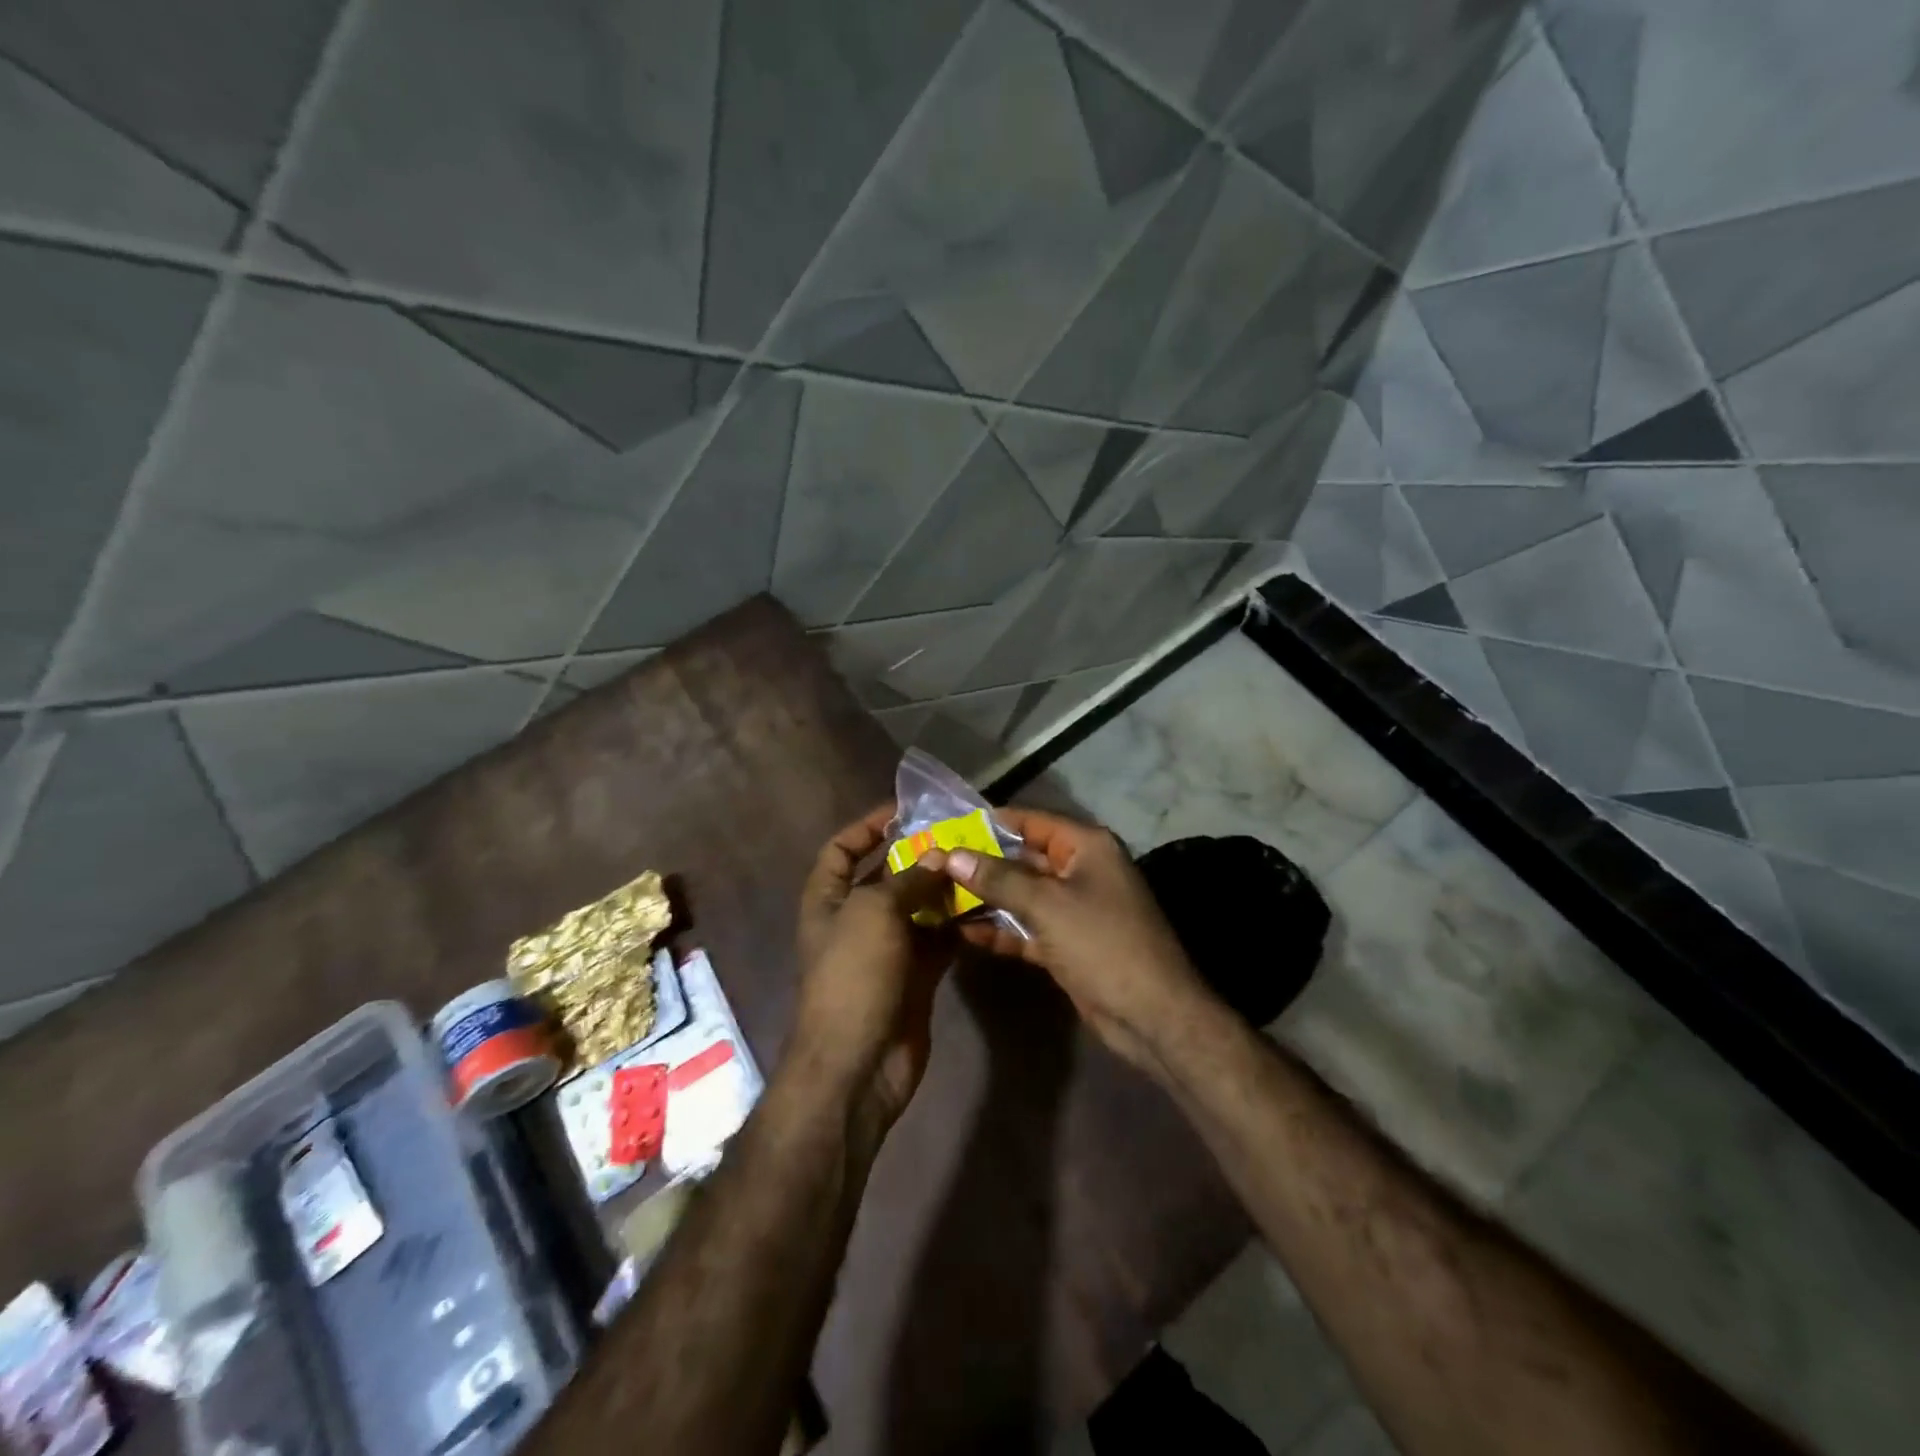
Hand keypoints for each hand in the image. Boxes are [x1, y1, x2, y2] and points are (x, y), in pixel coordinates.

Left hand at [789, 805, 953, 1128]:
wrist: (859, 1063)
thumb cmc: (853, 975)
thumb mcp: (874, 913)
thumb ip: (908, 879)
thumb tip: (938, 857)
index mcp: (829, 899)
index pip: (841, 849)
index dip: (867, 827)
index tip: (905, 811)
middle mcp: (855, 919)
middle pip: (887, 875)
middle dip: (919, 856)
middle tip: (960, 835)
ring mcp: (886, 949)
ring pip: (918, 907)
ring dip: (944, 889)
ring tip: (980, 865)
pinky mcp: (915, 975)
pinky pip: (938, 939)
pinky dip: (958, 924)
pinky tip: (986, 906)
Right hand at [920, 808, 1214, 1075]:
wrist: (1151, 1015)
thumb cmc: (1102, 943)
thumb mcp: (1046, 905)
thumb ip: (998, 878)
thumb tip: (951, 854)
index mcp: (1086, 846)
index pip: (1030, 821)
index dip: (989, 823)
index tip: (948, 828)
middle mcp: (1081, 870)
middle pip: (1023, 858)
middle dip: (982, 864)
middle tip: (934, 865)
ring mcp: (1075, 908)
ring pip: (1023, 895)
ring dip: (987, 899)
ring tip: (939, 898)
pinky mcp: (1068, 942)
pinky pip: (1028, 927)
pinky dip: (1001, 930)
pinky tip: (964, 933)